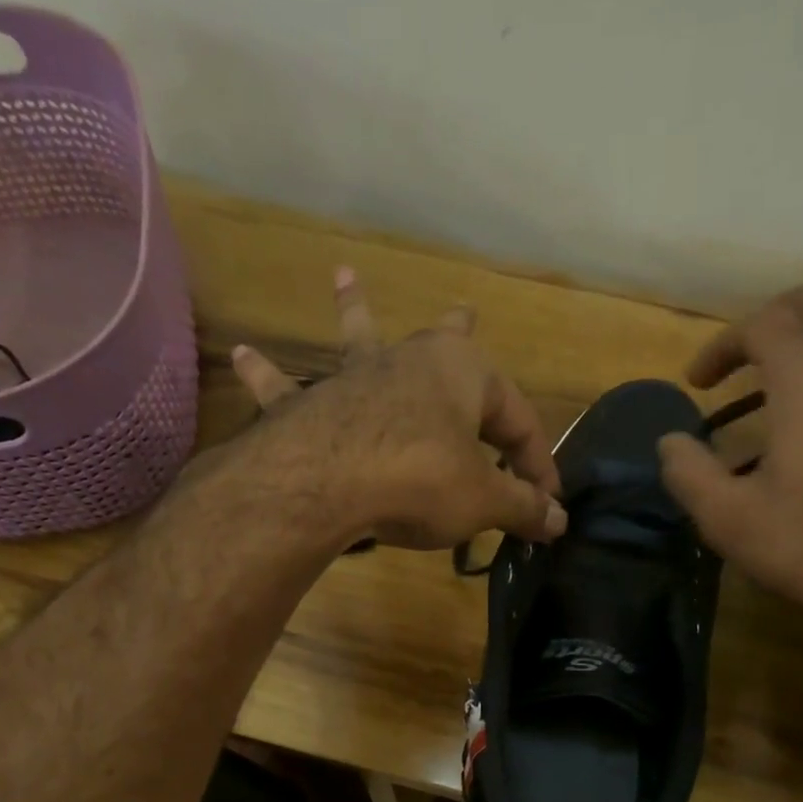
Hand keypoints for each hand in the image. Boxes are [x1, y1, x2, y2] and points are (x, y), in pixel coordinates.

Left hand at [230, 269, 565, 550]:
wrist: (326, 484)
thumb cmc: (420, 479)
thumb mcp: (483, 500)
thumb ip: (522, 507)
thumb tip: (560, 521)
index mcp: (463, 373)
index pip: (518, 421)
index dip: (537, 465)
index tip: (547, 505)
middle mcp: (409, 360)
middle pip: (444, 344)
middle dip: (460, 330)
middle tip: (467, 310)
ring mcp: (354, 378)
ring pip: (360, 340)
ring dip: (355, 313)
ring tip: (343, 279)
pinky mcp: (309, 407)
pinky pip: (285, 390)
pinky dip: (266, 376)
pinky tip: (242, 356)